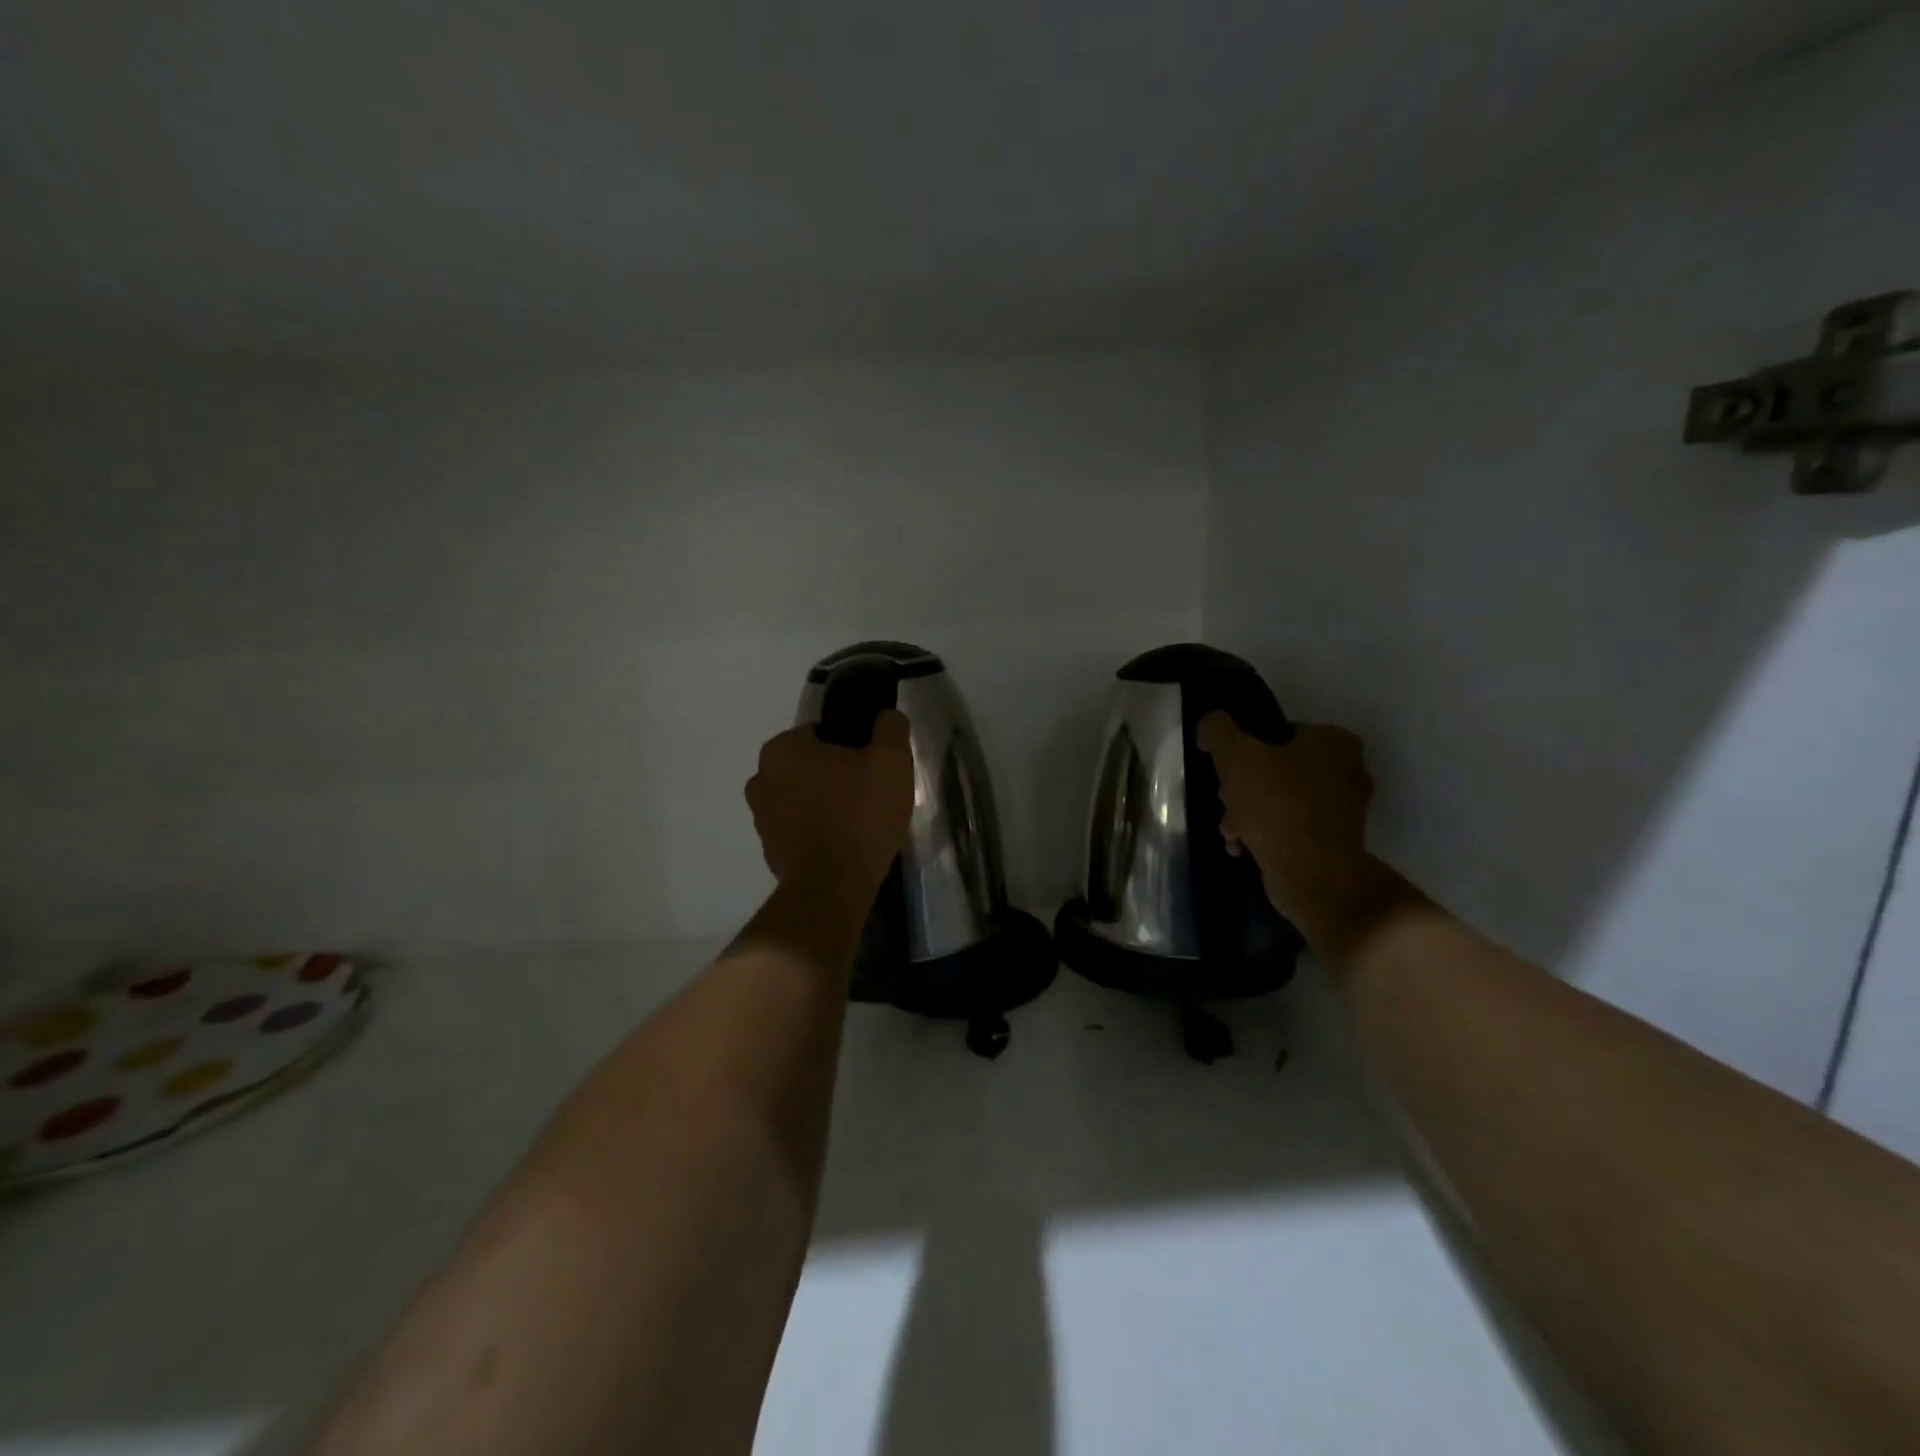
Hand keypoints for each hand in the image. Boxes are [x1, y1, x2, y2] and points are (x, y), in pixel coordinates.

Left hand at [746, 711, 914, 903]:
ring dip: (824, 804)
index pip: (822, 733)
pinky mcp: (769, 850)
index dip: (852, 746)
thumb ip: (890, 728)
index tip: (873, 766)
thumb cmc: (860, 814)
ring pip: (802, 798)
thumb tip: (887, 717)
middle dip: (835, 775)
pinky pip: (799, 829)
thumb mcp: (891, 760)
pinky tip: (844, 844)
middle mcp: (761, 778)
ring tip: (859, 822)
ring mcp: (761, 818)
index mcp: (783, 749)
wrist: (834, 887)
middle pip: (810, 766)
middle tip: (870, 794)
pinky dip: (817, 832)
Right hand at [1196, 713, 1375, 944]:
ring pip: (1281, 800)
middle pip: (1278, 768)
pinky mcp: (1336, 842)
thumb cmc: (1277, 806)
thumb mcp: (1236, 757)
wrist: (1313, 876)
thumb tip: (1210, 722)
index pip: (1280, 731)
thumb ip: (1218, 731)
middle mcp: (1348, 770)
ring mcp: (1344, 809)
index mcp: (1334, 741)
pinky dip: (1267, 835)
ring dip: (1249, 812)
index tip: (1225, 770)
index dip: (1245, 749)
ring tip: (1230, 831)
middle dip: (1243, 786)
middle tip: (1225, 800)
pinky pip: (1292, 828)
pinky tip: (1244, 848)